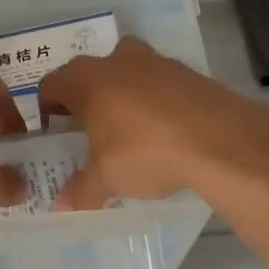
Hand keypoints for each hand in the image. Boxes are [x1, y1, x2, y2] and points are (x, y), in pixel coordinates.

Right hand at [39, 38, 267, 209]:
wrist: (222, 140)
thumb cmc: (146, 153)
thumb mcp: (107, 179)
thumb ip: (80, 190)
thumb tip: (60, 207)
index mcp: (86, 80)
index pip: (51, 85)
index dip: (47, 109)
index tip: (54, 133)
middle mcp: (115, 60)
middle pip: (87, 75)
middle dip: (84, 101)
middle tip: (87, 133)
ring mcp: (154, 61)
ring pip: (124, 74)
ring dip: (120, 97)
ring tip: (126, 132)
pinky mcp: (186, 71)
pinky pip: (156, 83)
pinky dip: (152, 101)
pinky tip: (161, 131)